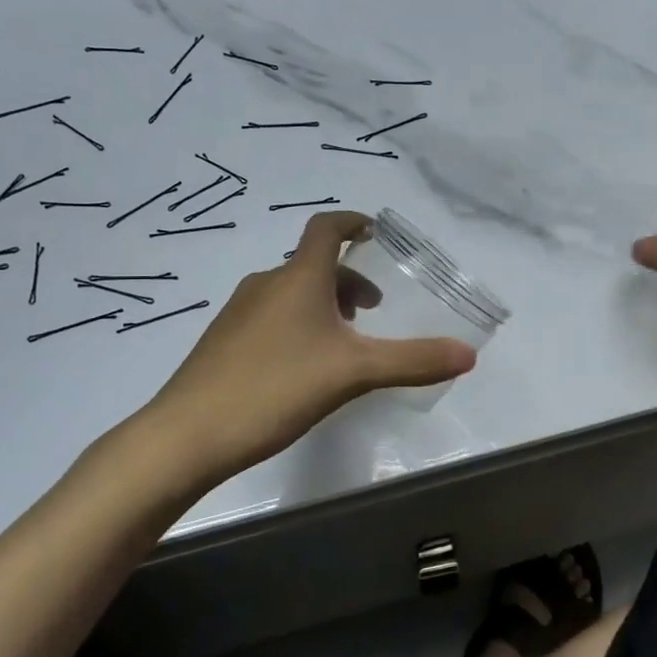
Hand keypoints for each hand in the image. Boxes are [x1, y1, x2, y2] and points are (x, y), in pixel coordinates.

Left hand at [145, 212, 476, 479]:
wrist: (187, 434)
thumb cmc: (275, 387)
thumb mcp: (353, 373)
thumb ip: (412, 361)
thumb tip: (469, 354)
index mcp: (298, 277)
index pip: (325, 228)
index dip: (352, 222)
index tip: (375, 231)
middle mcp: (266, 284)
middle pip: (312, 265)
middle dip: (347, 279)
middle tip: (371, 311)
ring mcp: (239, 312)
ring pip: (291, 293)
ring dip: (323, 304)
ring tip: (343, 343)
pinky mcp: (223, 341)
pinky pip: (271, 316)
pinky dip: (297, 324)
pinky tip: (302, 369)